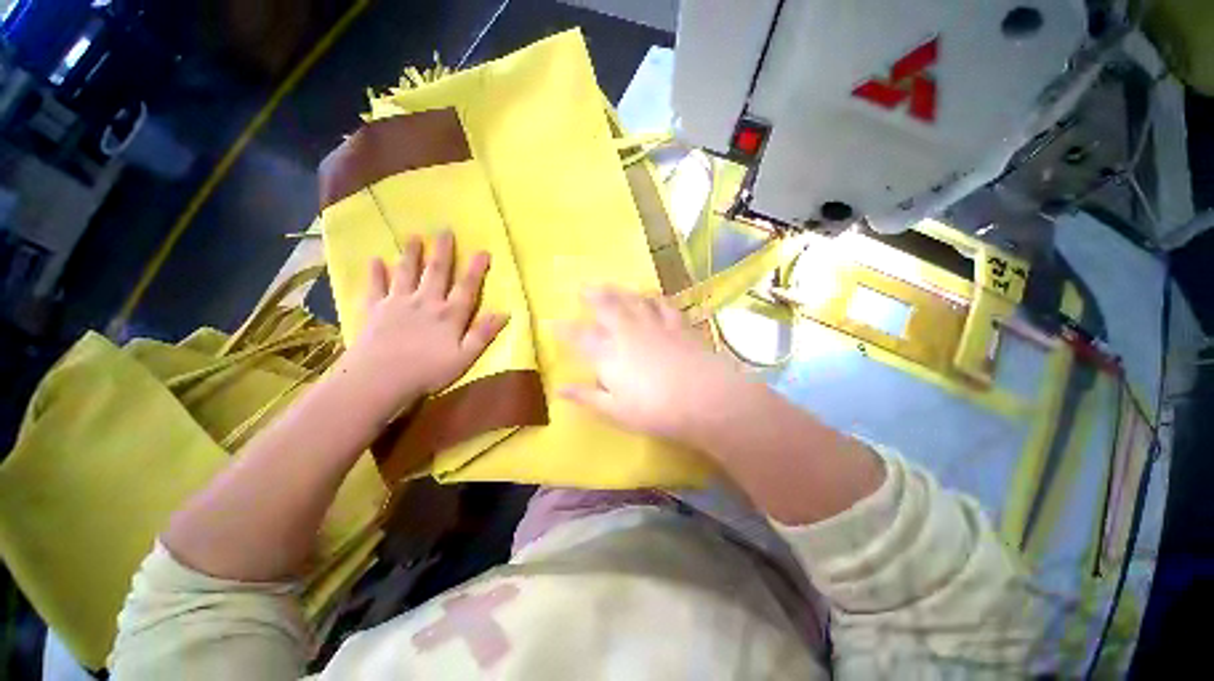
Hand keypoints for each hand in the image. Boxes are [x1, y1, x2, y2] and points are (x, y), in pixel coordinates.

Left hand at [334, 231, 507, 420]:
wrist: (379, 379)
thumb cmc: (427, 371)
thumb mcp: (464, 358)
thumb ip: (483, 334)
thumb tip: (505, 313)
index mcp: (449, 315)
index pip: (466, 287)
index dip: (476, 269)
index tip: (483, 251)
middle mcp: (425, 302)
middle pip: (436, 272)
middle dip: (442, 251)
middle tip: (444, 229)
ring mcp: (398, 304)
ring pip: (406, 273)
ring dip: (411, 254)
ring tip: (414, 237)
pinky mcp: (375, 311)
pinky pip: (375, 287)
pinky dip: (375, 274)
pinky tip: (375, 261)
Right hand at [558, 286, 745, 444]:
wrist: (704, 398)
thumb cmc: (655, 410)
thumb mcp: (615, 410)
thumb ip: (586, 397)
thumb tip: (558, 389)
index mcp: (608, 353)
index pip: (579, 337)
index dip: (563, 330)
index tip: (551, 323)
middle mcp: (627, 332)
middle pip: (606, 307)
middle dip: (592, 296)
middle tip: (583, 288)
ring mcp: (654, 325)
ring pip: (632, 300)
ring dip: (619, 291)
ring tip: (610, 284)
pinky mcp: (677, 325)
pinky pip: (662, 305)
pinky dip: (654, 297)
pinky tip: (651, 294)